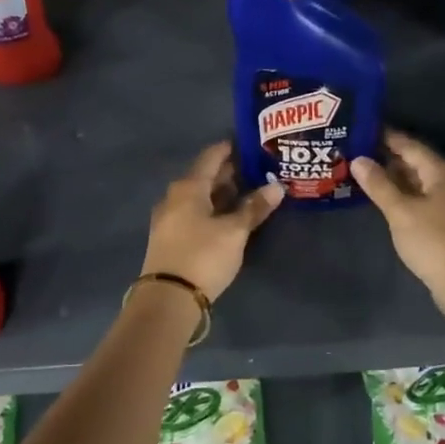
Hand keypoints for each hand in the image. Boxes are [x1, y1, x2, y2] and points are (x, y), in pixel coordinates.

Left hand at [141, 141, 283, 300]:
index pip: (212, 156)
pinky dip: (212, 209)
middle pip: (204, 176)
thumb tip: (276, 186)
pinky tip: (229, 217)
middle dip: (230, 172)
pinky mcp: (169, 237)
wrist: (168, 299)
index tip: (252, 145)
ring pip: (199, 196)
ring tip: (249, 192)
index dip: (231, 148)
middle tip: (257, 169)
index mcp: (188, 187)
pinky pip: (194, 213)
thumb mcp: (234, 231)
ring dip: (222, 193)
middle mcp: (174, 196)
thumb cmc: (203, 255)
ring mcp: (169, 218)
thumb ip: (254, 207)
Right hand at [351, 131, 444, 291]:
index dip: (386, 138)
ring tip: (366, 176)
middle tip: (357, 154)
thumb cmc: (434, 241)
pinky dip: (405, 197)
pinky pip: (424, 200)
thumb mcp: (400, 212)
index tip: (362, 130)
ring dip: (396, 180)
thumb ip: (379, 185)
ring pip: (420, 183)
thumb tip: (358, 159)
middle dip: (388, 158)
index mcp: (441, 172)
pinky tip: (388, 203)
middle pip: (416, 163)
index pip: (409, 146)